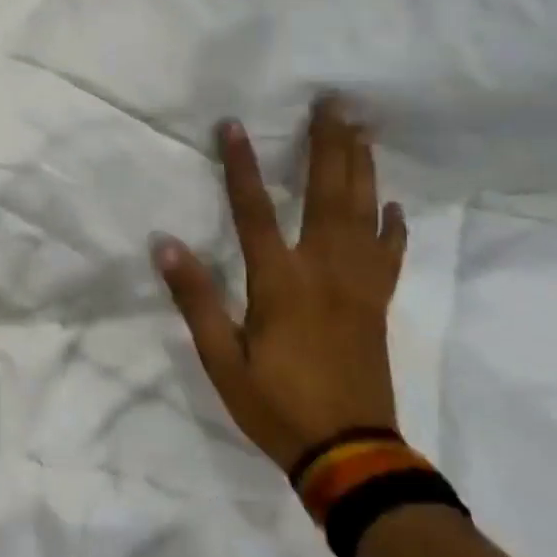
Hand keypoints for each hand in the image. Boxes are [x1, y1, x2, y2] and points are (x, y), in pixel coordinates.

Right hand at [153, 101, 407, 471]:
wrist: (350, 454)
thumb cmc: (276, 406)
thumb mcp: (221, 360)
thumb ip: (195, 299)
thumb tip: (163, 244)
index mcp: (281, 282)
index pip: (255, 210)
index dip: (241, 166)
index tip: (232, 125)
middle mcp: (324, 270)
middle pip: (328, 194)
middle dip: (328, 144)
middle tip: (335, 101)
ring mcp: (359, 285)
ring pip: (363, 213)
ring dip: (362, 167)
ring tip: (362, 128)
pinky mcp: (378, 303)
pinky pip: (389, 254)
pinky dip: (392, 225)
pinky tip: (393, 204)